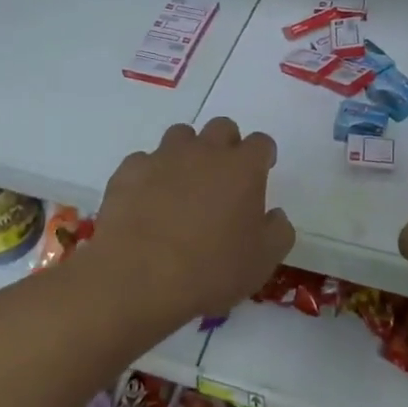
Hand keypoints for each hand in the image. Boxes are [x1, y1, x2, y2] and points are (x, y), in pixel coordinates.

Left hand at [88, 118, 294, 325]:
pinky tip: (146, 201)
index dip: (263, 156)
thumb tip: (275, 215)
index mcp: (242, 168)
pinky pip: (143, 161)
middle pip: (221, 128)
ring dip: (187, 153)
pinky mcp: (128, 171)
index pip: (261, 143)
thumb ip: (278, 231)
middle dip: (226, 145)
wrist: (139, 279)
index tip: (262, 172)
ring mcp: (163, 157)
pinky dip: (149, 175)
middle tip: (223, 177)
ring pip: (181, 136)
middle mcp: (204, 152)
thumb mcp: (262, 262)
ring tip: (183, 186)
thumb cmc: (211, 270)